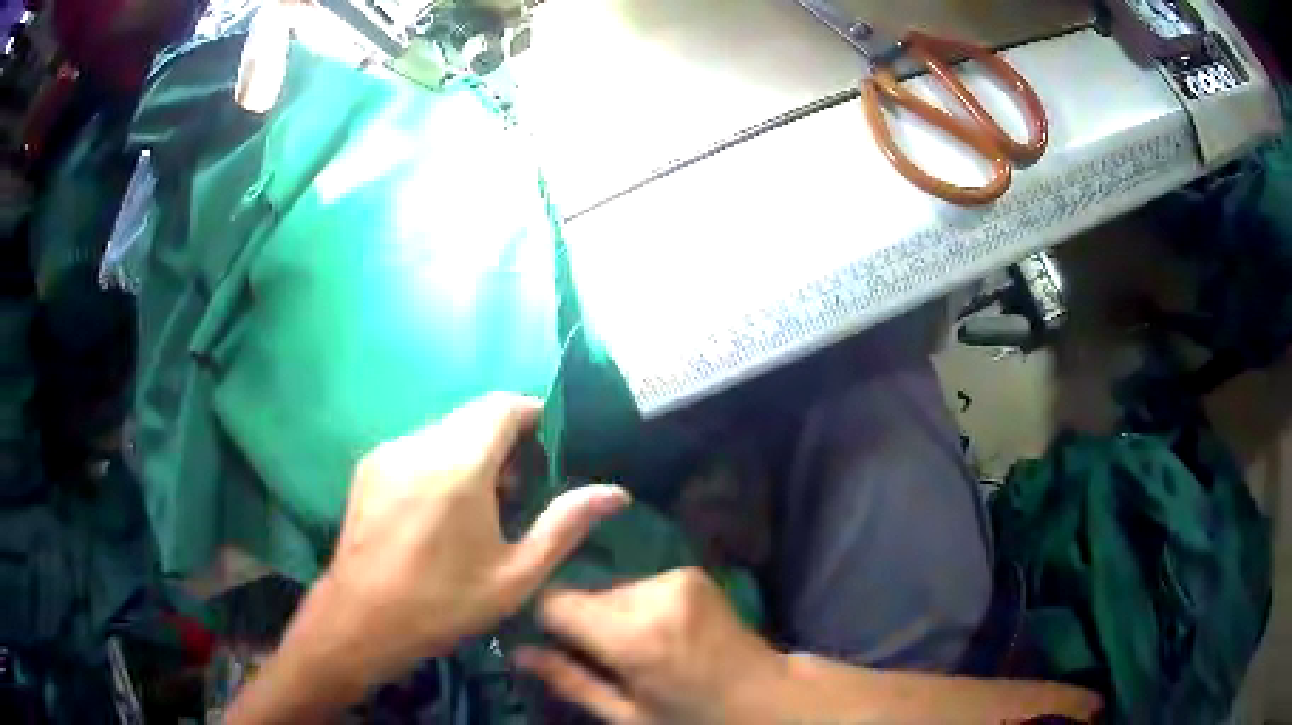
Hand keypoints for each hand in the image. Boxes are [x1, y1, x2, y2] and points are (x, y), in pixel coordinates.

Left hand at [291, 393, 629, 694]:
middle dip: (506, 439)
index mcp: (459, 467)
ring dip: (473, 450)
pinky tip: (442, 509)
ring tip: (481, 505)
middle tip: (519, 491)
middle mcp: (420, 445)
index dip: (534, 416)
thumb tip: (615, 492)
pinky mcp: (370, 465)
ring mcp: (389, 452)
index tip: (550, 452)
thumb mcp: (516, 576)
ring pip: (446, 428)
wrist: (361, 620)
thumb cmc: (444, 604)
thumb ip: (565, 525)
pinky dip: (443, 459)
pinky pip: (419, 444)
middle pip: (475, 415)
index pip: (504, 407)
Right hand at [515, 568, 784, 724]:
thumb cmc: (693, 717)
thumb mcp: (628, 715)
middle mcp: (653, 596)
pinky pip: (640, 586)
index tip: (552, 643)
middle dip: (584, 623)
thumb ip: (571, 681)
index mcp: (634, 639)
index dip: (546, 622)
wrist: (764, 694)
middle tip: (606, 658)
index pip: (555, 602)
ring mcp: (677, 578)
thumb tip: (518, 653)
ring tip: (639, 649)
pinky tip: (661, 633)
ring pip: (612, 590)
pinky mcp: (691, 573)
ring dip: (612, 615)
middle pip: (585, 595)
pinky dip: (639, 607)